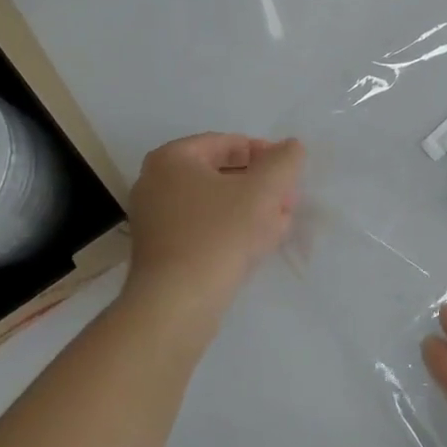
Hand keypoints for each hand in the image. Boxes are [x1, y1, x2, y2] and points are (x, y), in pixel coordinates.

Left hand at [124, 133, 303, 305]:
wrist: (177, 303)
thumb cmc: (218, 235)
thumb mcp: (262, 191)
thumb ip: (283, 161)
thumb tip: (292, 147)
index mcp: (171, 159)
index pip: (226, 143)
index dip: (264, 153)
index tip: (288, 172)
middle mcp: (155, 183)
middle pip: (220, 174)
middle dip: (259, 185)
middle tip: (287, 200)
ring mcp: (155, 219)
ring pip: (214, 204)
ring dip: (251, 209)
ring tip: (280, 223)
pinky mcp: (161, 251)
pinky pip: (203, 229)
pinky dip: (231, 230)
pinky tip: (259, 245)